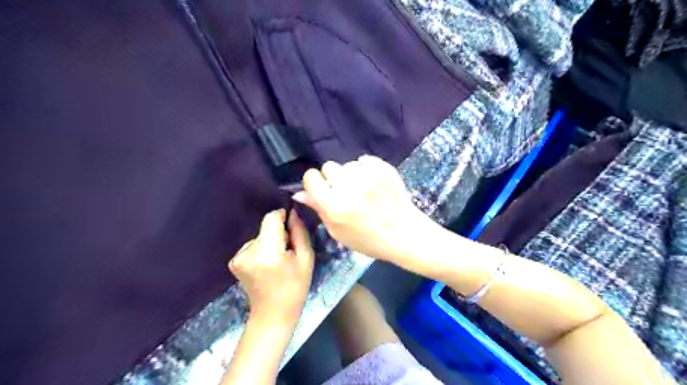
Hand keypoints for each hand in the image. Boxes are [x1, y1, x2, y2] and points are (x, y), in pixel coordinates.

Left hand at [230, 209, 316, 322]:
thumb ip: (300, 232)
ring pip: (259, 236)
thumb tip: (293, 213)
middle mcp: (248, 252)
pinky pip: (252, 245)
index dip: (283, 216)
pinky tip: (267, 265)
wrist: (273, 313)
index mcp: (267, 252)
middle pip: (265, 227)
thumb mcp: (306, 258)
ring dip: (270, 242)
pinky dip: (261, 250)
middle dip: (278, 234)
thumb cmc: (295, 286)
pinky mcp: (234, 261)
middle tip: (288, 252)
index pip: (271, 218)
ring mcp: (237, 257)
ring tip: (278, 261)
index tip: (292, 225)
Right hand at [292, 154, 430, 261]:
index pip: (311, 178)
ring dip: (351, 175)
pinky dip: (366, 169)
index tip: (321, 189)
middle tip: (345, 192)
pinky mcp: (384, 170)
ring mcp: (369, 177)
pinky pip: (365, 160)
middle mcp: (350, 189)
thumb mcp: (338, 232)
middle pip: (329, 167)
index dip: (314, 183)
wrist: (404, 234)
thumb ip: (319, 210)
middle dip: (333, 178)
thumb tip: (300, 193)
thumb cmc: (368, 240)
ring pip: (348, 164)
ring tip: (362, 189)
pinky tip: (373, 182)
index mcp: (335, 207)